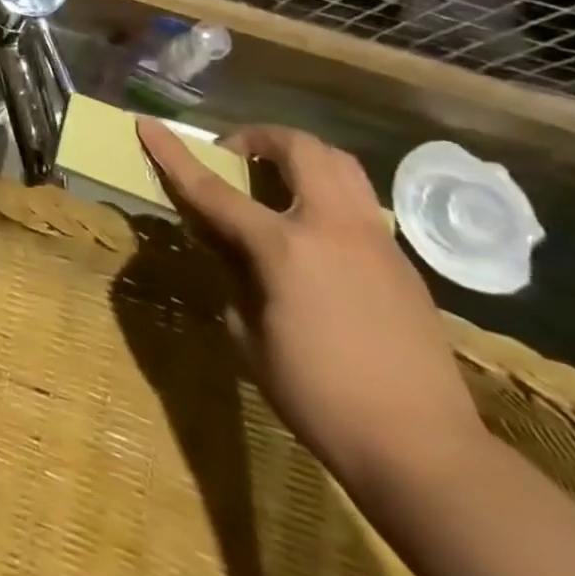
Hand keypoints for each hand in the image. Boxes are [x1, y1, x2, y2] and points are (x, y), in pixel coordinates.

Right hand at [136, 119, 485, 487]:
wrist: (426, 451)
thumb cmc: (320, 398)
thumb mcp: (250, 337)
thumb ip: (233, 276)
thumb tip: (225, 245)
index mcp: (284, 248)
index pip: (213, 189)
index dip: (173, 154)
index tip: (148, 124)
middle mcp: (332, 227)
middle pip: (298, 148)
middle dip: (258, 138)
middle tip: (235, 157)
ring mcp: (375, 240)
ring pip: (340, 163)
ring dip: (300, 156)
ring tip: (277, 179)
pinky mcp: (402, 262)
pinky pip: (360, 202)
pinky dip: (328, 193)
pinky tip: (315, 232)